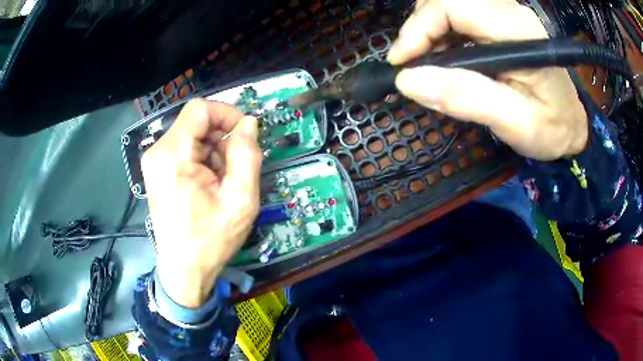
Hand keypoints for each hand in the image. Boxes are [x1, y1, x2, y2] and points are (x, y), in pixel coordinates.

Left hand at [141, 99, 261, 307]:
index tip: (245, 136)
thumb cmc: (210, 239)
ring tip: (222, 183)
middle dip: (222, 139)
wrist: (184, 270)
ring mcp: (155, 161)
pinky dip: (203, 160)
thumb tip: (249, 124)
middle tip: (235, 169)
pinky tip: (209, 185)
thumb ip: (247, 155)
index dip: (227, 114)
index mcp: (173, 154)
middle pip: (197, 123)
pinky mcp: (158, 170)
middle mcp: (158, 151)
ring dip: (214, 152)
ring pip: (193, 136)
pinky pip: (186, 150)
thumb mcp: (240, 199)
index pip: (200, 108)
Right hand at [388, 0, 587, 159]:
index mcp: (517, 32)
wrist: (571, 125)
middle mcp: (509, 13)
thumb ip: (467, 99)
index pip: (453, 6)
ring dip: (429, 30)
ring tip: (429, 63)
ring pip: (449, 4)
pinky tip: (446, 57)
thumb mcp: (515, 123)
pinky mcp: (500, 23)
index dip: (419, 28)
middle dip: (421, 27)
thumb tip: (409, 81)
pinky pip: (459, 15)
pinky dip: (442, 33)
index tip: (403, 63)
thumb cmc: (551, 129)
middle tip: (415, 64)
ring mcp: (505, 15)